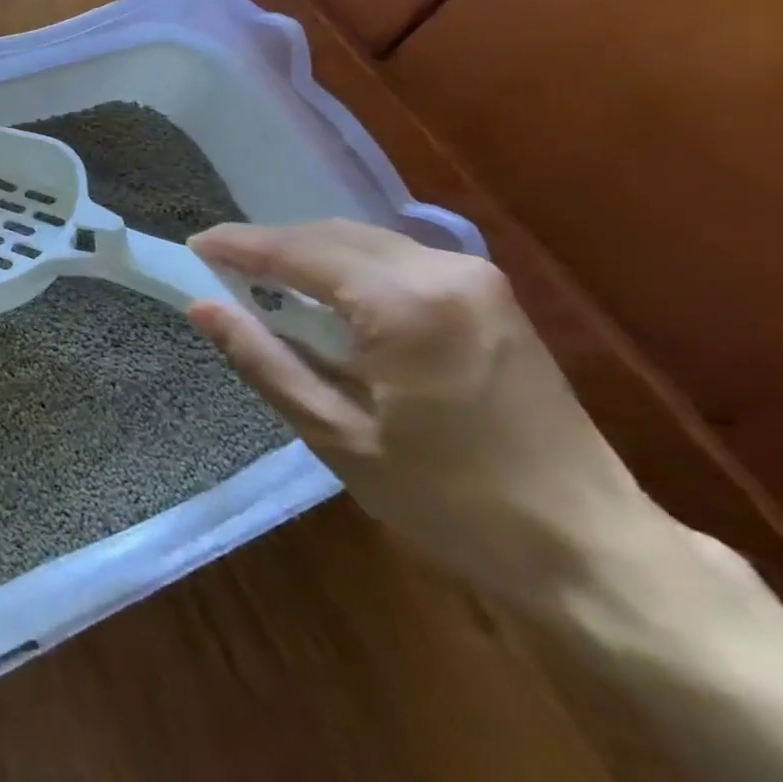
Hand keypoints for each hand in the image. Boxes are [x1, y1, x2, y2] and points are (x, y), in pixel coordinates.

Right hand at [186, 220, 672, 612]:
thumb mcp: (336, 435)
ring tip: (258, 277)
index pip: (298, 252)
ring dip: (306, 251)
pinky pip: (395, 257)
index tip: (192, 247)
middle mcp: (443, 272)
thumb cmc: (451, 499)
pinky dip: (345, 263)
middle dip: (269, 245)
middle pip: (331, 234)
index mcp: (404, 306)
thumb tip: (201, 307)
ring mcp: (475, 279)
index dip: (239, 246)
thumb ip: (262, 360)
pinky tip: (321, 290)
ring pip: (363, 239)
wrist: (590, 547)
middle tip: (217, 265)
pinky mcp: (490, 295)